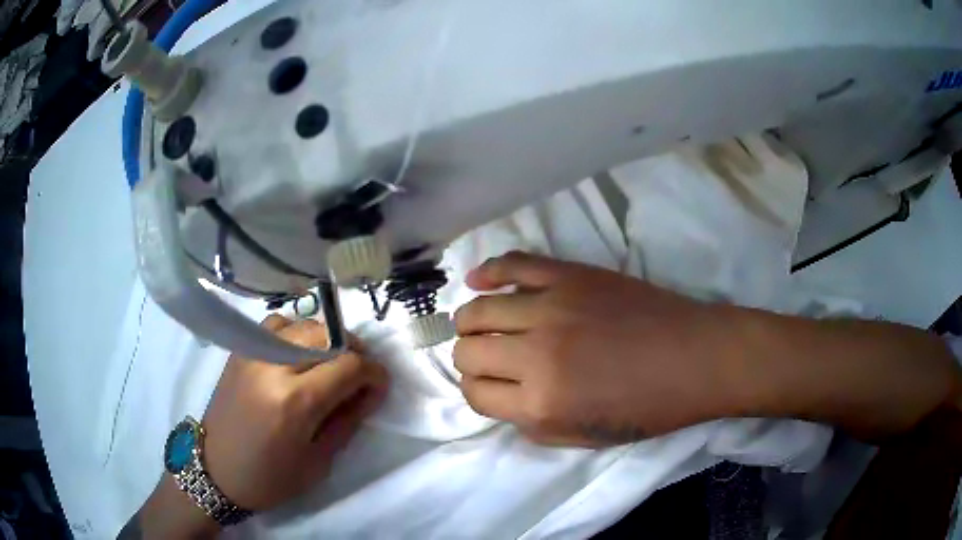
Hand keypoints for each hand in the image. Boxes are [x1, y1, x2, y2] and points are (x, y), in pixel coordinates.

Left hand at [203, 315, 388, 510]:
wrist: (216, 471)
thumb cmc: (270, 478)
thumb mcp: (318, 462)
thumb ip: (347, 421)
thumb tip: (370, 392)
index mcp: (295, 402)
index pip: (350, 365)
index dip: (375, 373)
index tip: (380, 386)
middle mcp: (273, 366)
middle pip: (328, 336)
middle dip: (355, 351)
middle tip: (359, 375)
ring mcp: (253, 353)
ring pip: (303, 324)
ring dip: (327, 340)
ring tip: (330, 364)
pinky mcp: (240, 351)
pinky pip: (276, 326)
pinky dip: (296, 334)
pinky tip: (298, 355)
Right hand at [453, 251, 746, 446]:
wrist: (695, 358)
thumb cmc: (647, 407)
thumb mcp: (584, 439)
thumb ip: (531, 425)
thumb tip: (502, 399)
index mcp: (542, 403)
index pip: (475, 394)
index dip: (477, 392)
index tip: (491, 387)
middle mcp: (536, 354)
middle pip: (468, 351)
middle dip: (471, 359)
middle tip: (490, 359)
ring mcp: (551, 307)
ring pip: (478, 309)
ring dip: (471, 321)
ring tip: (481, 323)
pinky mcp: (569, 275)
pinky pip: (513, 263)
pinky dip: (488, 271)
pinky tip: (478, 279)